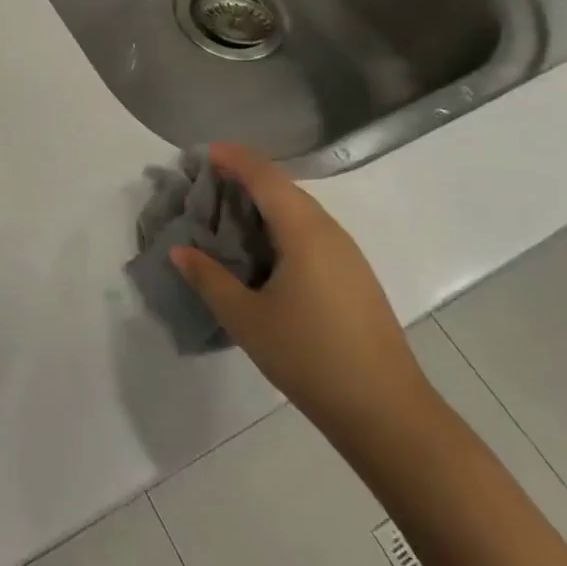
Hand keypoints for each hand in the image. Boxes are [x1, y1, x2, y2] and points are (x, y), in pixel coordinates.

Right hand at [171, 144, 435, 450]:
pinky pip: (311, 231)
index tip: (202, 154)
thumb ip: (209, 279)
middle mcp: (329, 231)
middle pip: (283, 187)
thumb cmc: (310, 357)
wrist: (387, 411)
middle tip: (206, 184)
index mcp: (303, 231)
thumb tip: (179, 250)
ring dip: (263, 202)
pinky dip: (280, 225)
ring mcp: (347, 253)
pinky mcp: (353, 275)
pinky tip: (262, 250)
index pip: (264, 176)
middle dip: (245, 177)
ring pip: (299, 209)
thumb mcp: (247, 319)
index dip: (233, 159)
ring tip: (227, 214)